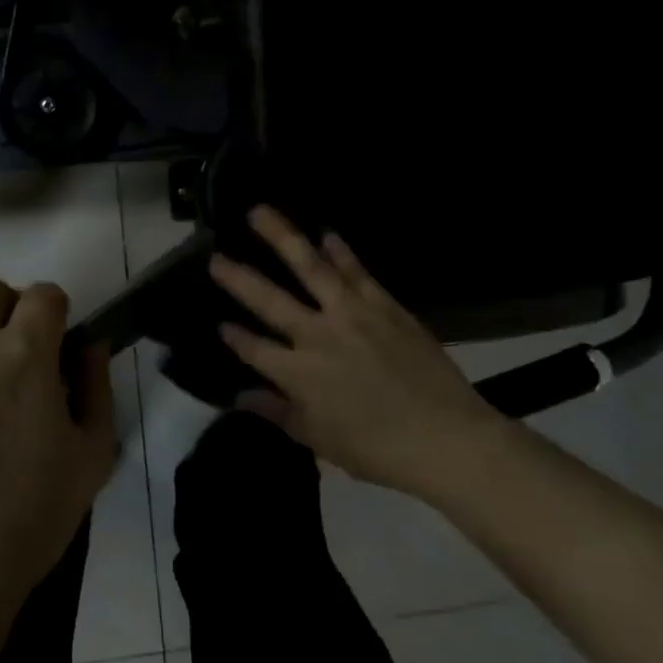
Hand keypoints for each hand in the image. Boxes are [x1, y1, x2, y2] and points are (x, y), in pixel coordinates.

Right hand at [209, 207, 510, 494]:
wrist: (447, 438)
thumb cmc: (378, 450)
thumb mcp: (320, 440)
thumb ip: (278, 412)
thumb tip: (240, 397)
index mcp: (299, 374)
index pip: (254, 349)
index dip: (235, 337)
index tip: (219, 324)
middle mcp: (318, 336)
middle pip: (269, 300)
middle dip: (239, 278)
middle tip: (215, 257)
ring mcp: (352, 315)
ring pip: (311, 268)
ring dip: (283, 238)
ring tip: (260, 212)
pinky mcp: (385, 306)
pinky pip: (357, 272)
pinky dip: (340, 252)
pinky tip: (326, 234)